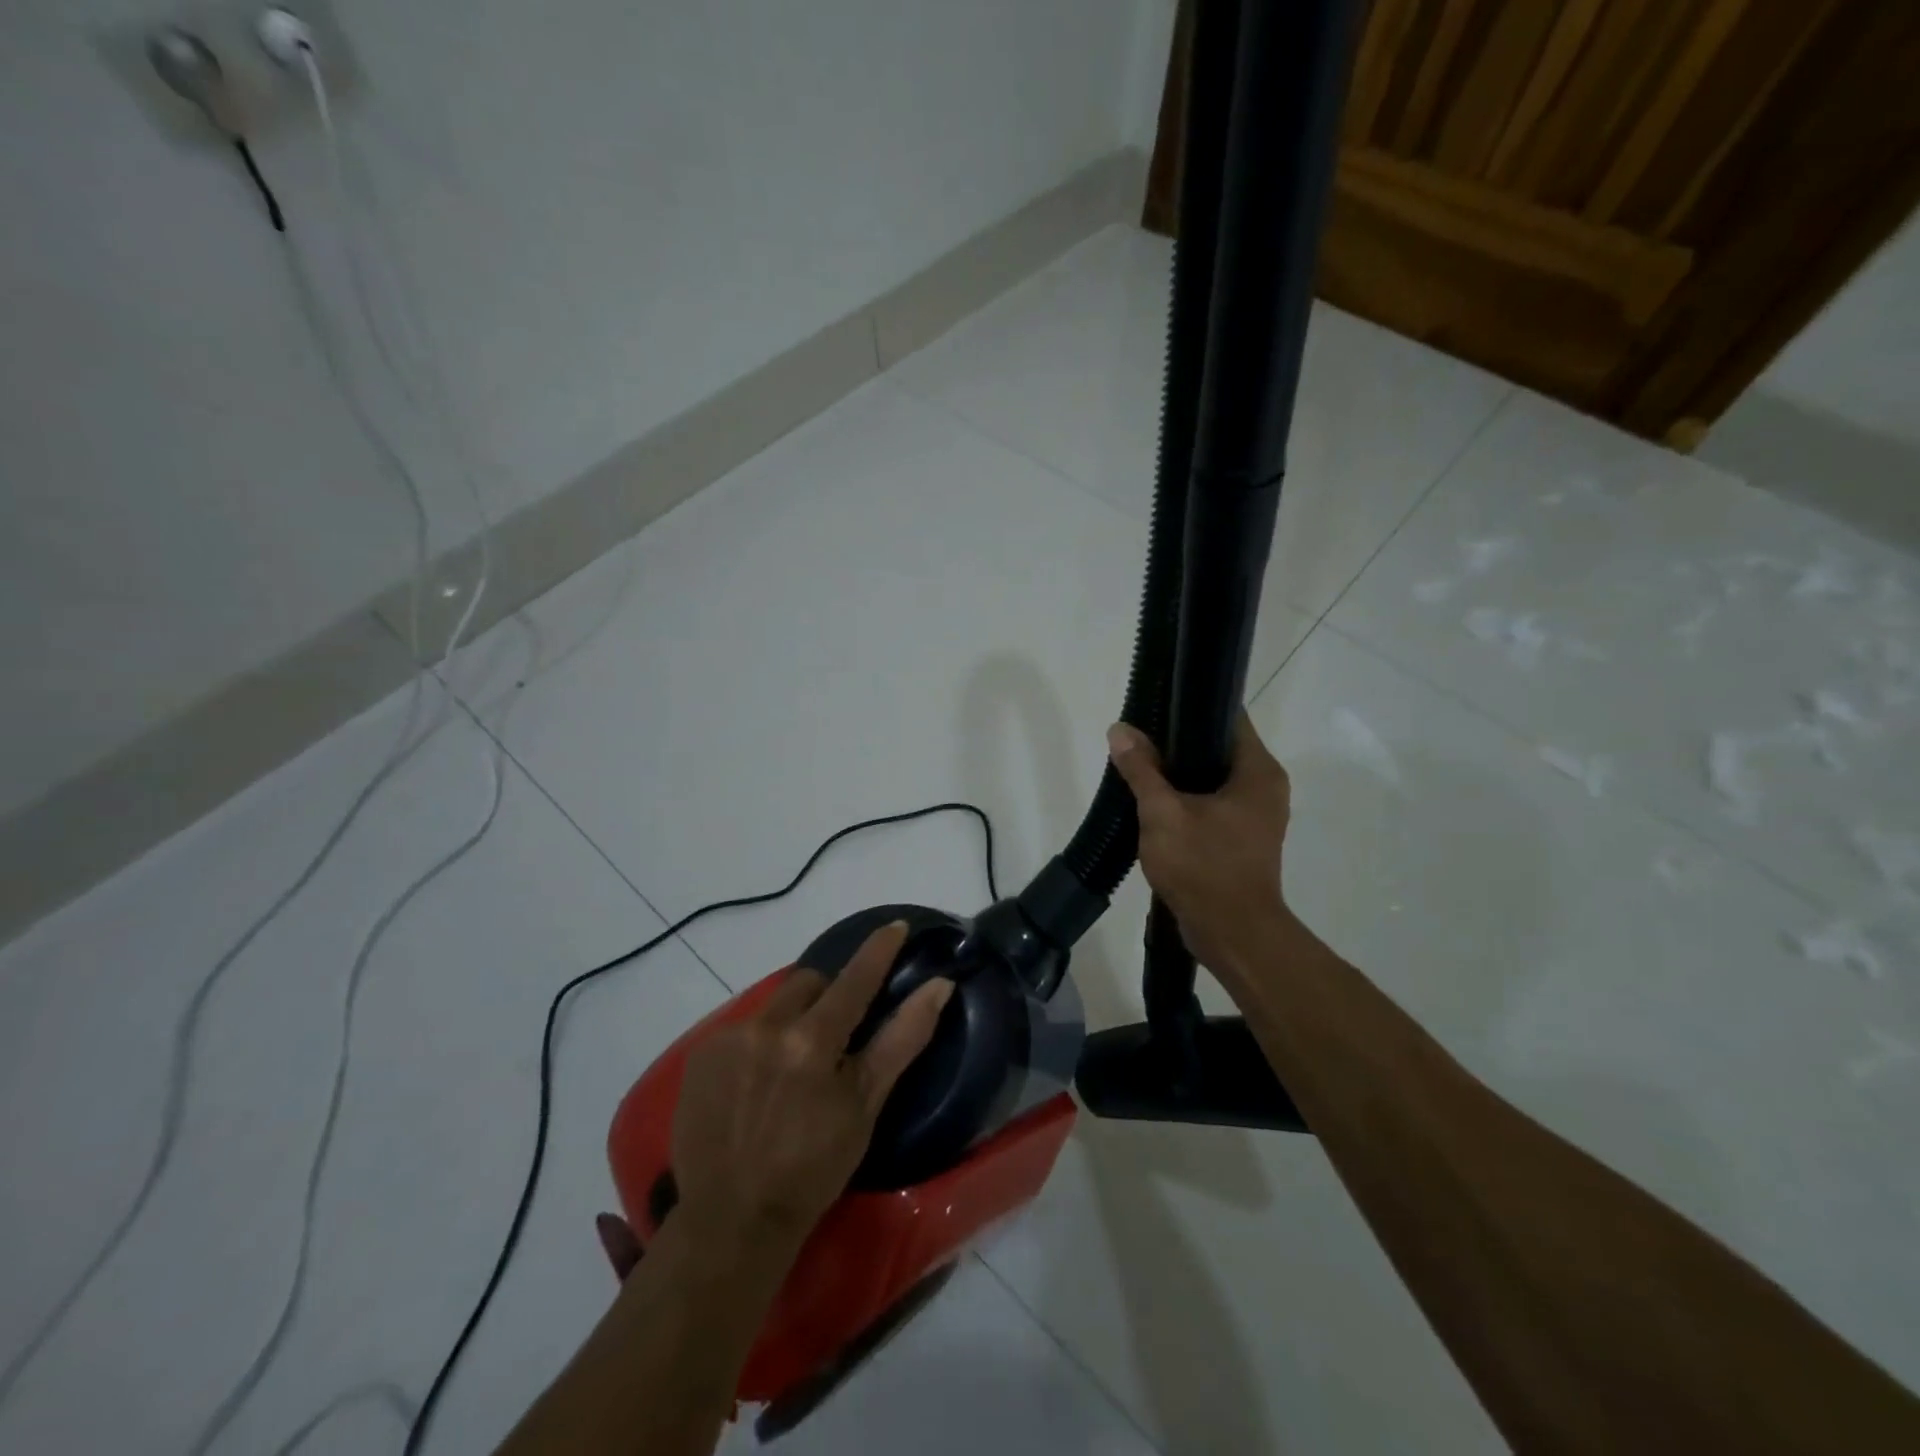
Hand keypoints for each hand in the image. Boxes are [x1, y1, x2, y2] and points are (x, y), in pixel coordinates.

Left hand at [619, 923, 950, 1262]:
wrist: (732, 1221)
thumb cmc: (813, 1168)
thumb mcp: (866, 1105)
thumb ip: (902, 1039)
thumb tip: (939, 986)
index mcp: (812, 1040)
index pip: (855, 979)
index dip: (878, 950)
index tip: (895, 926)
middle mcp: (766, 1027)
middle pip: (808, 983)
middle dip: (828, 997)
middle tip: (836, 1036)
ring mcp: (727, 1039)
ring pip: (774, 1005)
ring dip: (791, 1020)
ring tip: (792, 1068)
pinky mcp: (700, 1056)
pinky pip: (742, 1028)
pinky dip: (759, 1043)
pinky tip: (757, 1083)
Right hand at [1107, 714, 1291, 974]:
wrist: (1232, 935)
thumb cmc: (1203, 867)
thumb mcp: (1162, 813)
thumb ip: (1141, 769)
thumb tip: (1120, 729)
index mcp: (1257, 771)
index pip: (1228, 717)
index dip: (1192, 705)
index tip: (1156, 706)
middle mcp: (1264, 787)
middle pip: (1218, 747)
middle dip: (1177, 743)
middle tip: (1138, 739)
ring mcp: (1256, 815)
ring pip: (1212, 778)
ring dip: (1178, 775)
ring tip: (1139, 767)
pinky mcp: (1243, 839)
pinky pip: (1212, 804)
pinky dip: (1186, 800)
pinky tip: (1154, 804)